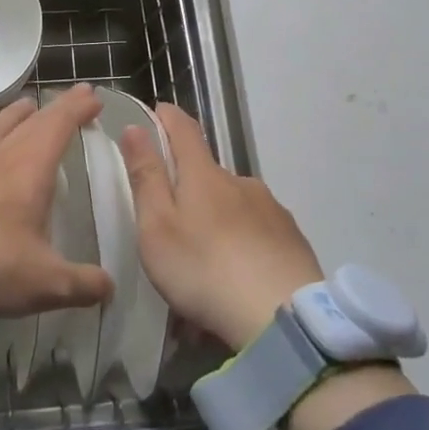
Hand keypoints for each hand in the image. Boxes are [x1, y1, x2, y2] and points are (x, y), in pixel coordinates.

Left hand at [0, 85, 114, 319]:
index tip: (94, 96)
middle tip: (74, 97)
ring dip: (15, 114)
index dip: (78, 108)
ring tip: (26, 107)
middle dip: (56, 107)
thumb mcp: (46, 284)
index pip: (59, 124)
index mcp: (30, 168)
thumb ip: (83, 284)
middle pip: (31, 120)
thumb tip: (110, 288)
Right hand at [119, 103, 323, 351]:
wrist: (282, 318)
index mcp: (203, 175)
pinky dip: (244, 246)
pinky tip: (239, 277)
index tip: (157, 111)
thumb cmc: (204, 269)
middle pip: (209, 173)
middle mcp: (241, 182)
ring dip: (218, 222)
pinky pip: (259, 233)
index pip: (184, 129)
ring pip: (235, 205)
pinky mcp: (293, 240)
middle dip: (190, 187)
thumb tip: (135, 128)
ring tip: (206, 263)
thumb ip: (146, 177)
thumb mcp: (157, 227)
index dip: (167, 117)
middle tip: (173, 224)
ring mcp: (271, 209)